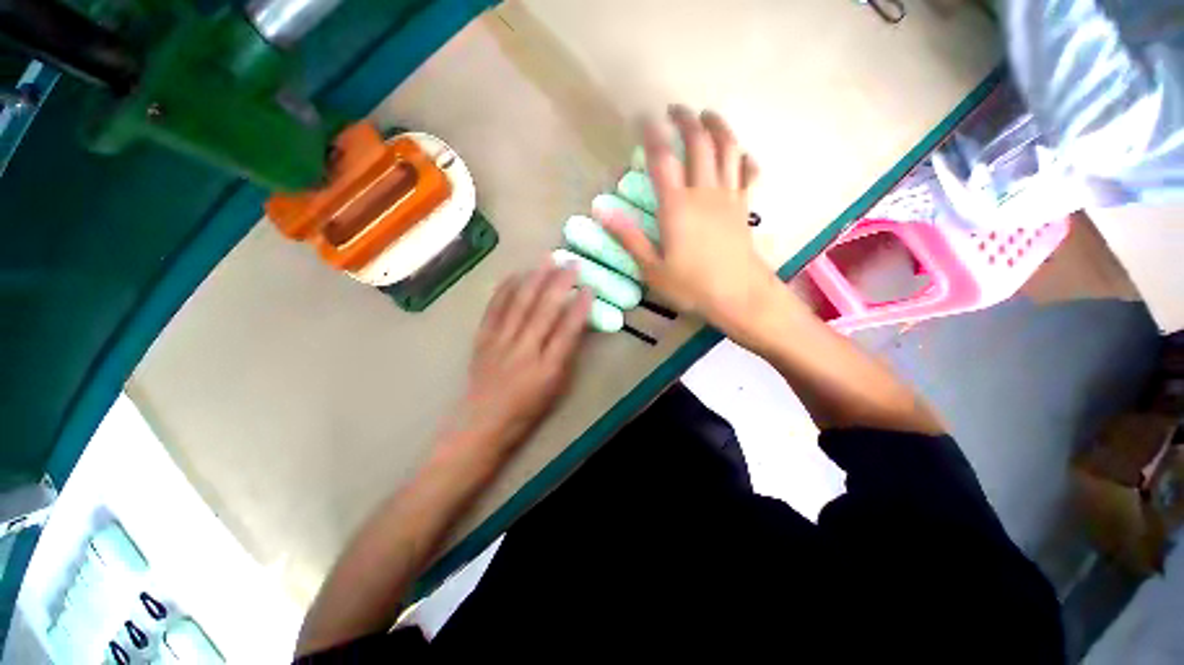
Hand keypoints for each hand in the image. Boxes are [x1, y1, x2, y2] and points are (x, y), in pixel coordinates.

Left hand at [441, 264, 592, 454]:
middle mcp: (524, 351)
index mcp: (547, 369)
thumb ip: (565, 356)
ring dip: (535, 278)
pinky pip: (494, 309)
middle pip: (544, 310)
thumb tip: (576, 325)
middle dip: (559, 283)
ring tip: (547, 258)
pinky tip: (516, 274)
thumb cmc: (525, 410)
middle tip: (571, 262)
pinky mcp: (483, 339)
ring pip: (520, 304)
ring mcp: (501, 343)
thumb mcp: (555, 389)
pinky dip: (505, 290)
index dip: (580, 307)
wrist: (484, 420)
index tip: (590, 287)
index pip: (567, 331)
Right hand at [598, 106, 784, 337]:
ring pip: (728, 150)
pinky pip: (748, 174)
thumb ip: (627, 236)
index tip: (644, 117)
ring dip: (718, 128)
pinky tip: (741, 154)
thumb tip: (600, 208)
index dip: (652, 134)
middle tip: (675, 109)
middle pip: (699, 143)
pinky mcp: (744, 205)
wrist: (741, 296)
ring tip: (708, 115)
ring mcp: (728, 195)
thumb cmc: (694, 286)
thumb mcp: (652, 269)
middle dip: (687, 120)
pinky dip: (745, 160)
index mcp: (677, 204)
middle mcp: (704, 191)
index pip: (662, 158)